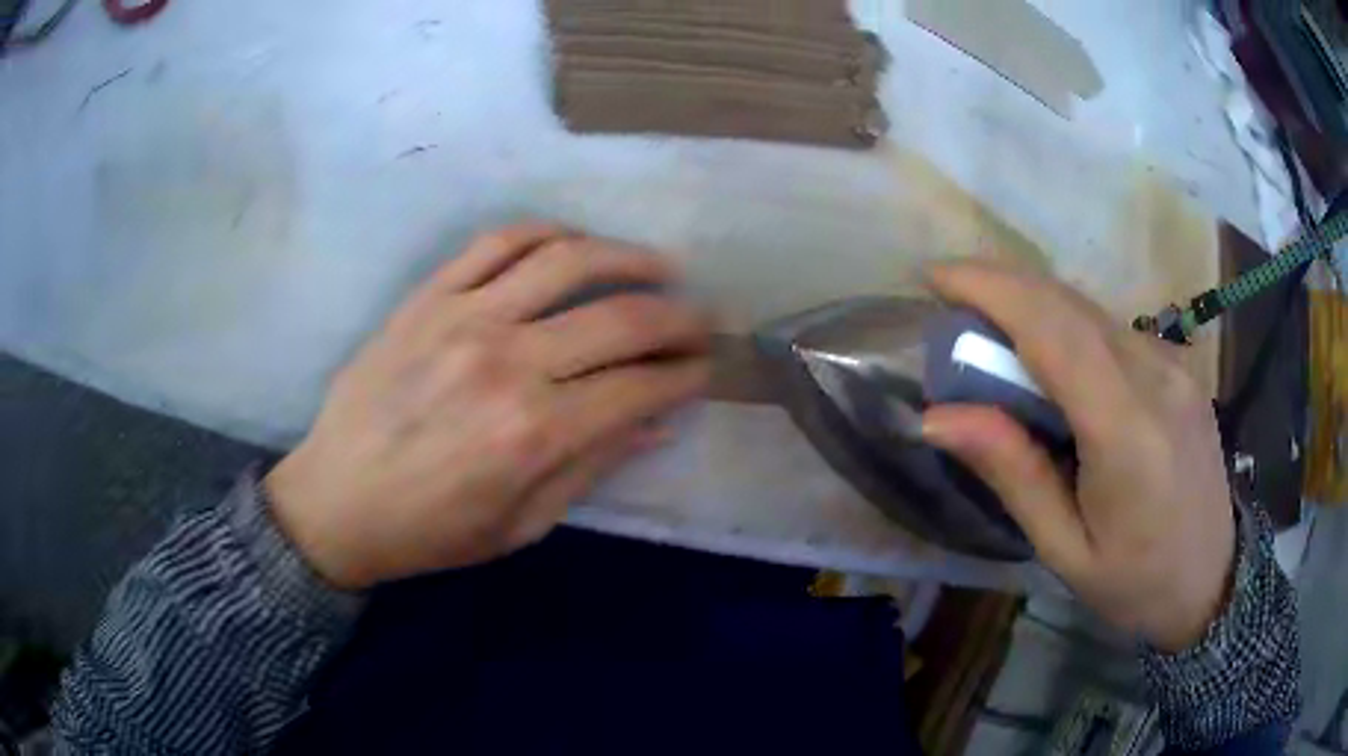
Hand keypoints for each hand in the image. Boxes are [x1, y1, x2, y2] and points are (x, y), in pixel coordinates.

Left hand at [265, 223, 710, 589]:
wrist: (336, 501)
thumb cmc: (430, 530)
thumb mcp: (521, 525)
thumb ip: (592, 466)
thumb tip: (657, 423)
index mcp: (534, 432)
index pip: (639, 385)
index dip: (687, 374)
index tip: (707, 368)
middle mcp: (508, 361)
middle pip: (620, 317)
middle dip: (679, 316)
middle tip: (703, 317)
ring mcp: (464, 317)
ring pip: (566, 260)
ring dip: (627, 256)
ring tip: (659, 265)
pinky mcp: (429, 296)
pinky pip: (496, 242)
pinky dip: (546, 233)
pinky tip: (574, 244)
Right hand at [921, 261, 1235, 651]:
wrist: (1213, 580)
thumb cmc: (1136, 583)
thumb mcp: (1065, 549)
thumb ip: (1012, 473)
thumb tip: (937, 417)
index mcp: (1128, 431)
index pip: (1054, 329)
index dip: (991, 290)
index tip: (935, 276)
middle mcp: (1157, 377)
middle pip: (1069, 304)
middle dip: (1002, 285)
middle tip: (951, 299)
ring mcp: (1174, 365)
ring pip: (1091, 310)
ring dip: (1033, 303)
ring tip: (990, 329)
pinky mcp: (1180, 367)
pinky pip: (1113, 329)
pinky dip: (1068, 324)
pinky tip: (1050, 356)